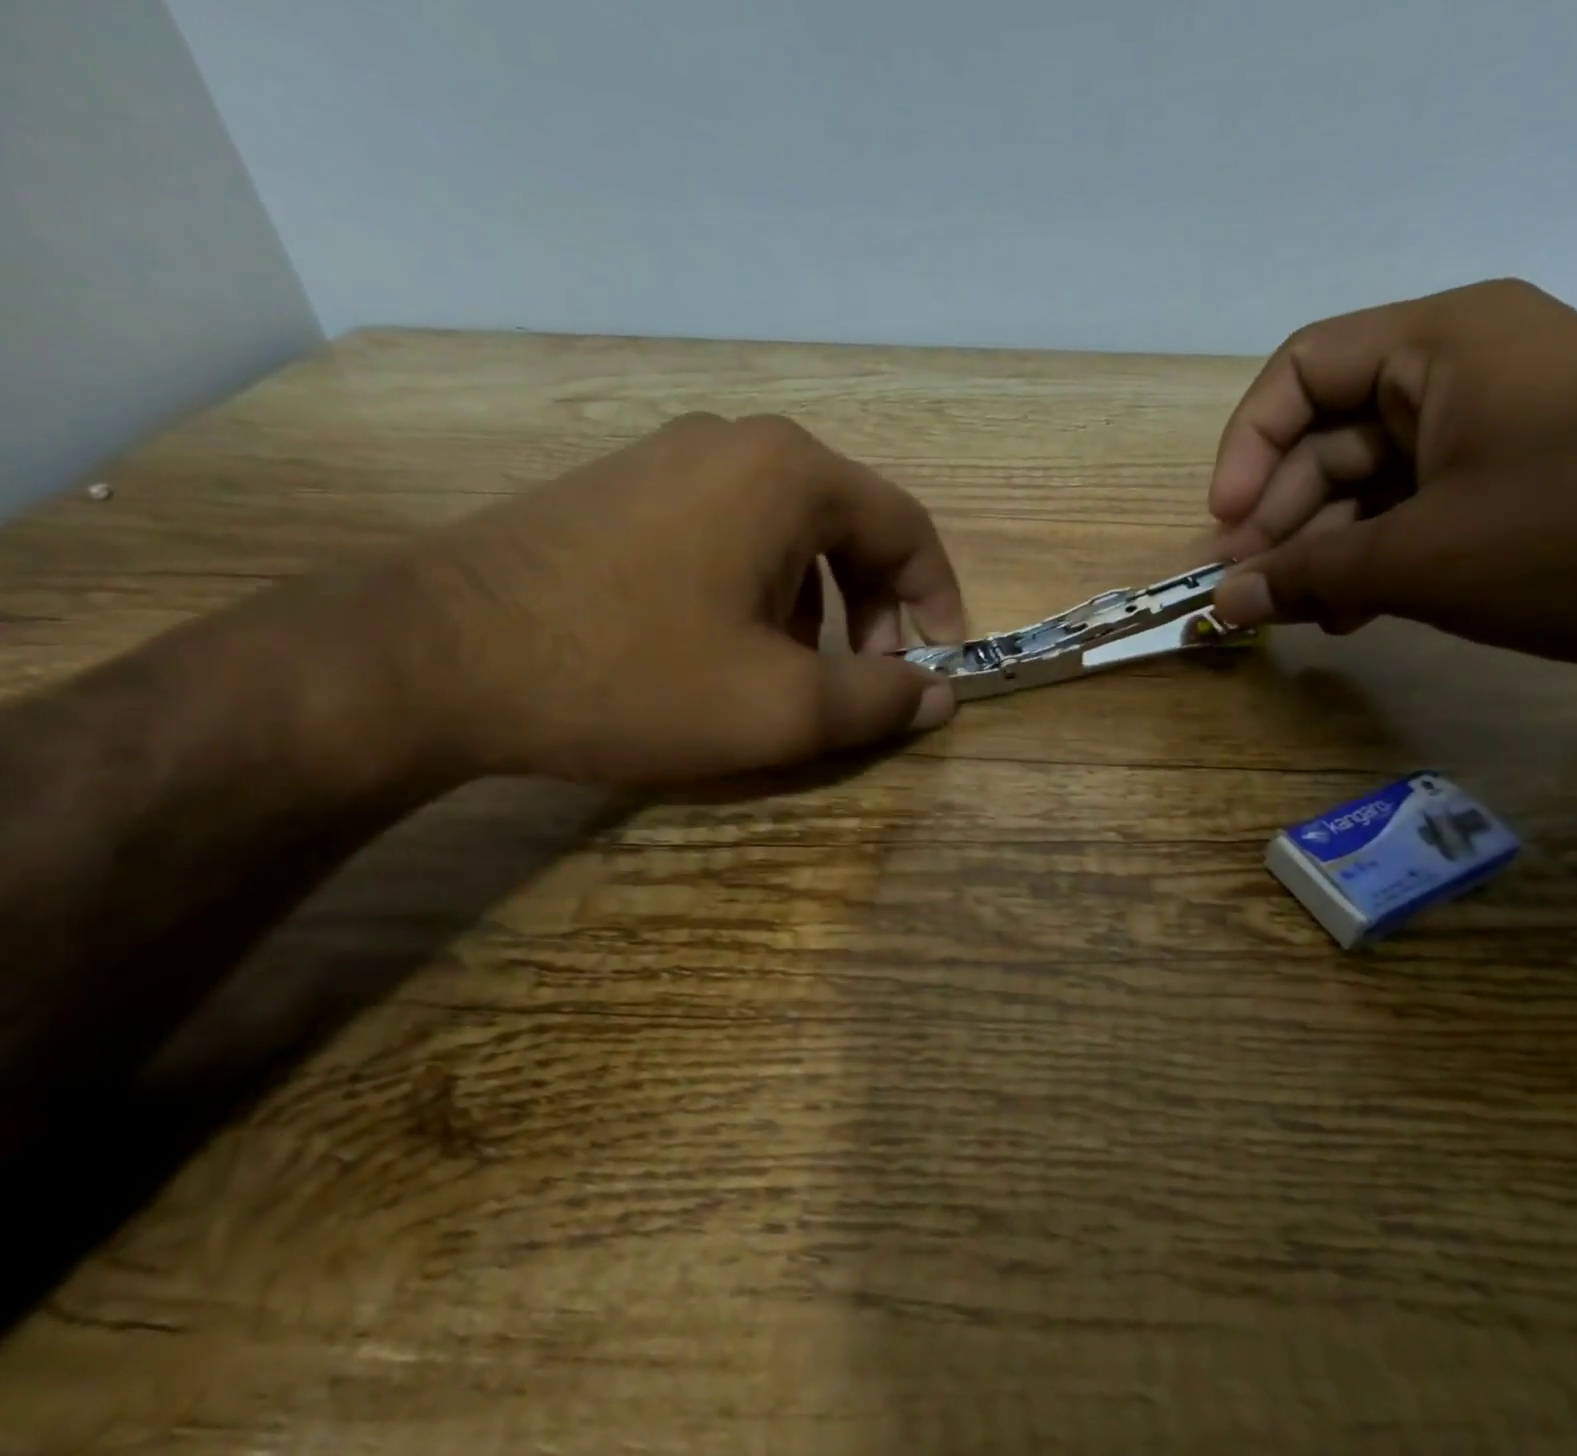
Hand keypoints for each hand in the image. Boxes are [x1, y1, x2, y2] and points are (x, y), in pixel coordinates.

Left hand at [379, 413, 967, 786]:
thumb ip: (879, 700)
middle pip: (849, 526)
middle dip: (874, 609)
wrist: (431, 658)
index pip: (908, 528)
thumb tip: (941, 694)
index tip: (941, 663)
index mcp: (791, 474)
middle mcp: (738, 443)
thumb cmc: (631, 676)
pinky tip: (723, 646)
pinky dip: (758, 591)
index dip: (939, 600)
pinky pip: (728, 534)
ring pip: (788, 533)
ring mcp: (671, 457)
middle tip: (864, 678)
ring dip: (817, 605)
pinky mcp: (622, 488)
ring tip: (791, 673)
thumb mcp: (779, 708)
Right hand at [1202, 278, 1576, 703]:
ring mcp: (1491, 435)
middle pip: (1328, 440)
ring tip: (1292, 616)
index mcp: (1442, 343)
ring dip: (1320, 554)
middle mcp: (1462, 374)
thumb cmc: (1576, 536)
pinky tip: (1344, 617)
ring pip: (1366, 489)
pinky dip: (1369, 565)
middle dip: (1280, 520)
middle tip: (1244, 591)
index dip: (1248, 447)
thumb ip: (1304, 576)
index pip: (1300, 372)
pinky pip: (1409, 518)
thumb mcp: (1416, 558)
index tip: (1224, 524)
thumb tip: (1220, 606)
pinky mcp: (1511, 491)